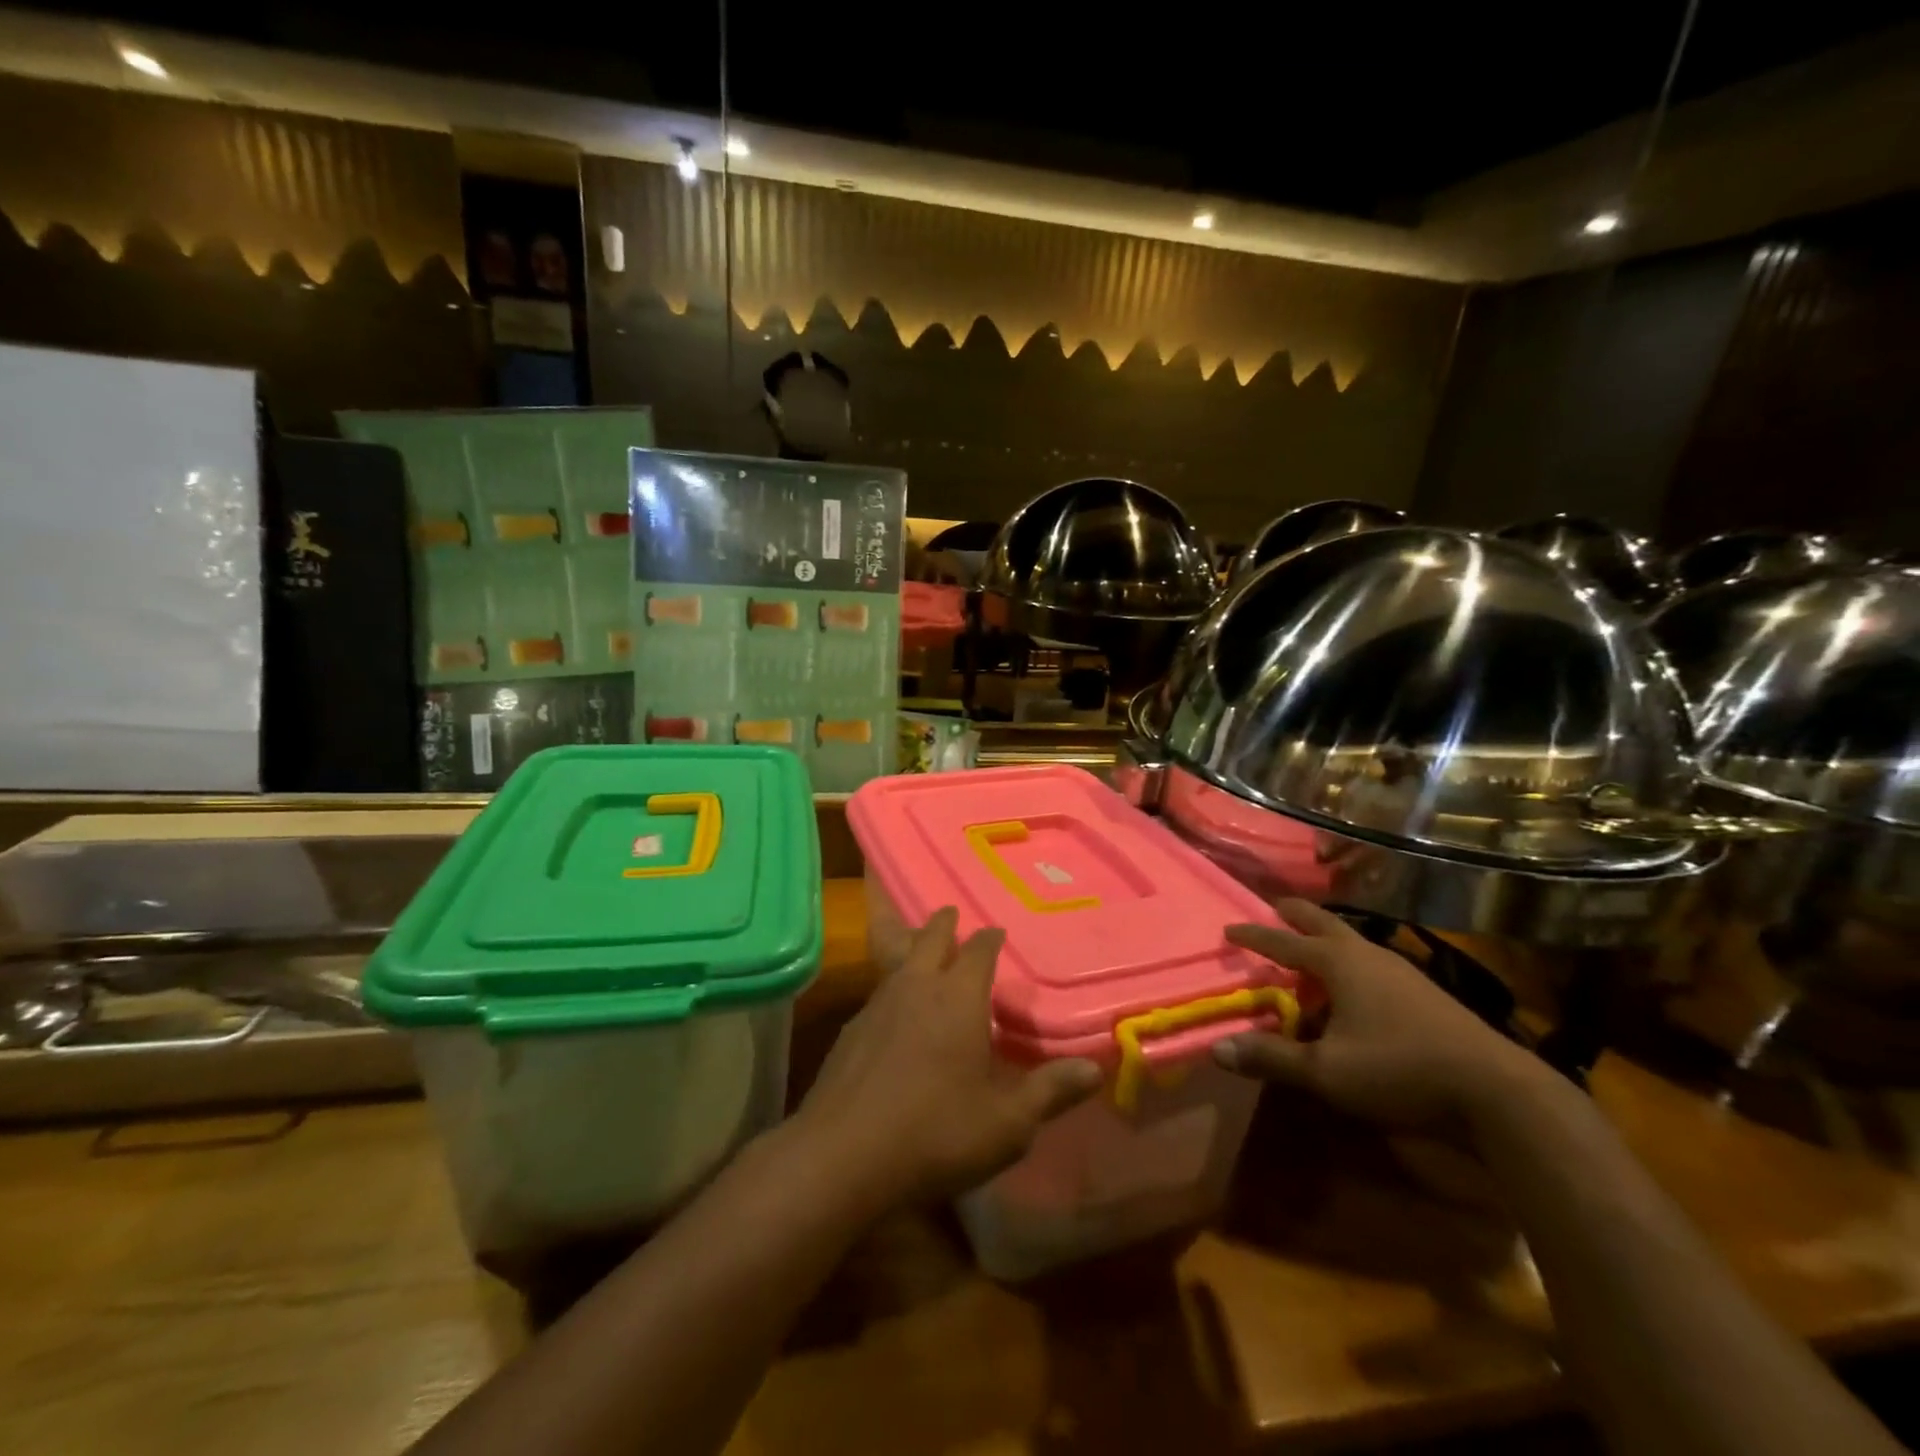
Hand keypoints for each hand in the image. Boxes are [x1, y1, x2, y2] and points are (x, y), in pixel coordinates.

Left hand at [794, 908, 1101, 1211]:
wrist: (842, 1155)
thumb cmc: (936, 1133)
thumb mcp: (1006, 1124)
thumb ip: (1049, 1092)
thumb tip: (1094, 1069)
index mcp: (958, 998)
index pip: (978, 950)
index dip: (990, 938)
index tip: (997, 931)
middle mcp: (916, 987)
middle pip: (930, 938)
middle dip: (943, 924)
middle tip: (951, 914)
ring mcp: (876, 1005)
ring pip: (898, 961)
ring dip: (913, 950)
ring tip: (922, 953)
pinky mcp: (849, 1030)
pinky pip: (877, 994)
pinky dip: (892, 990)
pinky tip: (892, 1015)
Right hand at [1214, 899, 1546, 1133]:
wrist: (1498, 1092)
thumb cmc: (1399, 1070)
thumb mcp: (1326, 1072)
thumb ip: (1272, 1058)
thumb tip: (1216, 1048)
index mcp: (1338, 962)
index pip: (1283, 941)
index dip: (1254, 936)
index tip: (1229, 928)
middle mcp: (1367, 955)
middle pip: (1323, 923)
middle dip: (1296, 915)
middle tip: (1276, 908)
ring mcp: (1401, 972)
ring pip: (1353, 942)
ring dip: (1326, 940)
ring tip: (1310, 950)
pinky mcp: (1426, 993)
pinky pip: (1372, 964)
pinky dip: (1350, 963)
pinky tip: (1355, 989)